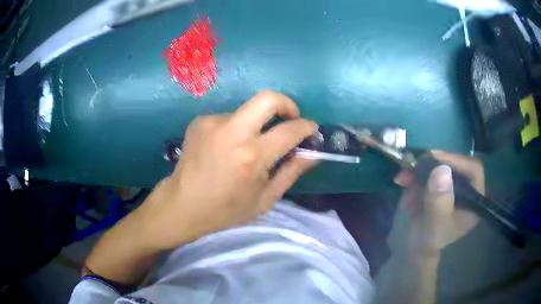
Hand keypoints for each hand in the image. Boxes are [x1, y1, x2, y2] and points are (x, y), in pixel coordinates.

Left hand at [135, 91, 317, 249]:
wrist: (181, 205)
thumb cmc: (226, 210)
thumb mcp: (265, 199)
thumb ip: (291, 172)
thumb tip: (313, 153)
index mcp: (251, 157)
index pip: (289, 130)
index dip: (306, 127)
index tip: (311, 129)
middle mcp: (232, 132)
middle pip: (268, 98)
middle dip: (286, 104)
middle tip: (290, 118)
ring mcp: (213, 123)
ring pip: (247, 110)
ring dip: (257, 123)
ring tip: (249, 146)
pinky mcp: (200, 121)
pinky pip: (229, 118)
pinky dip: (236, 129)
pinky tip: (227, 148)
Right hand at [392, 150, 484, 256]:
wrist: (415, 246)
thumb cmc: (428, 241)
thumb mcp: (433, 225)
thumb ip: (439, 202)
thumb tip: (441, 170)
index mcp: (474, 200)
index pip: (473, 170)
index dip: (456, 161)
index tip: (434, 159)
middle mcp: (467, 188)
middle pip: (456, 163)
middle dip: (432, 164)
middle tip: (413, 165)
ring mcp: (453, 184)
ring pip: (441, 164)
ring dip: (420, 169)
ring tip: (402, 178)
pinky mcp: (441, 182)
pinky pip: (430, 169)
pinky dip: (415, 173)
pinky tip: (403, 181)